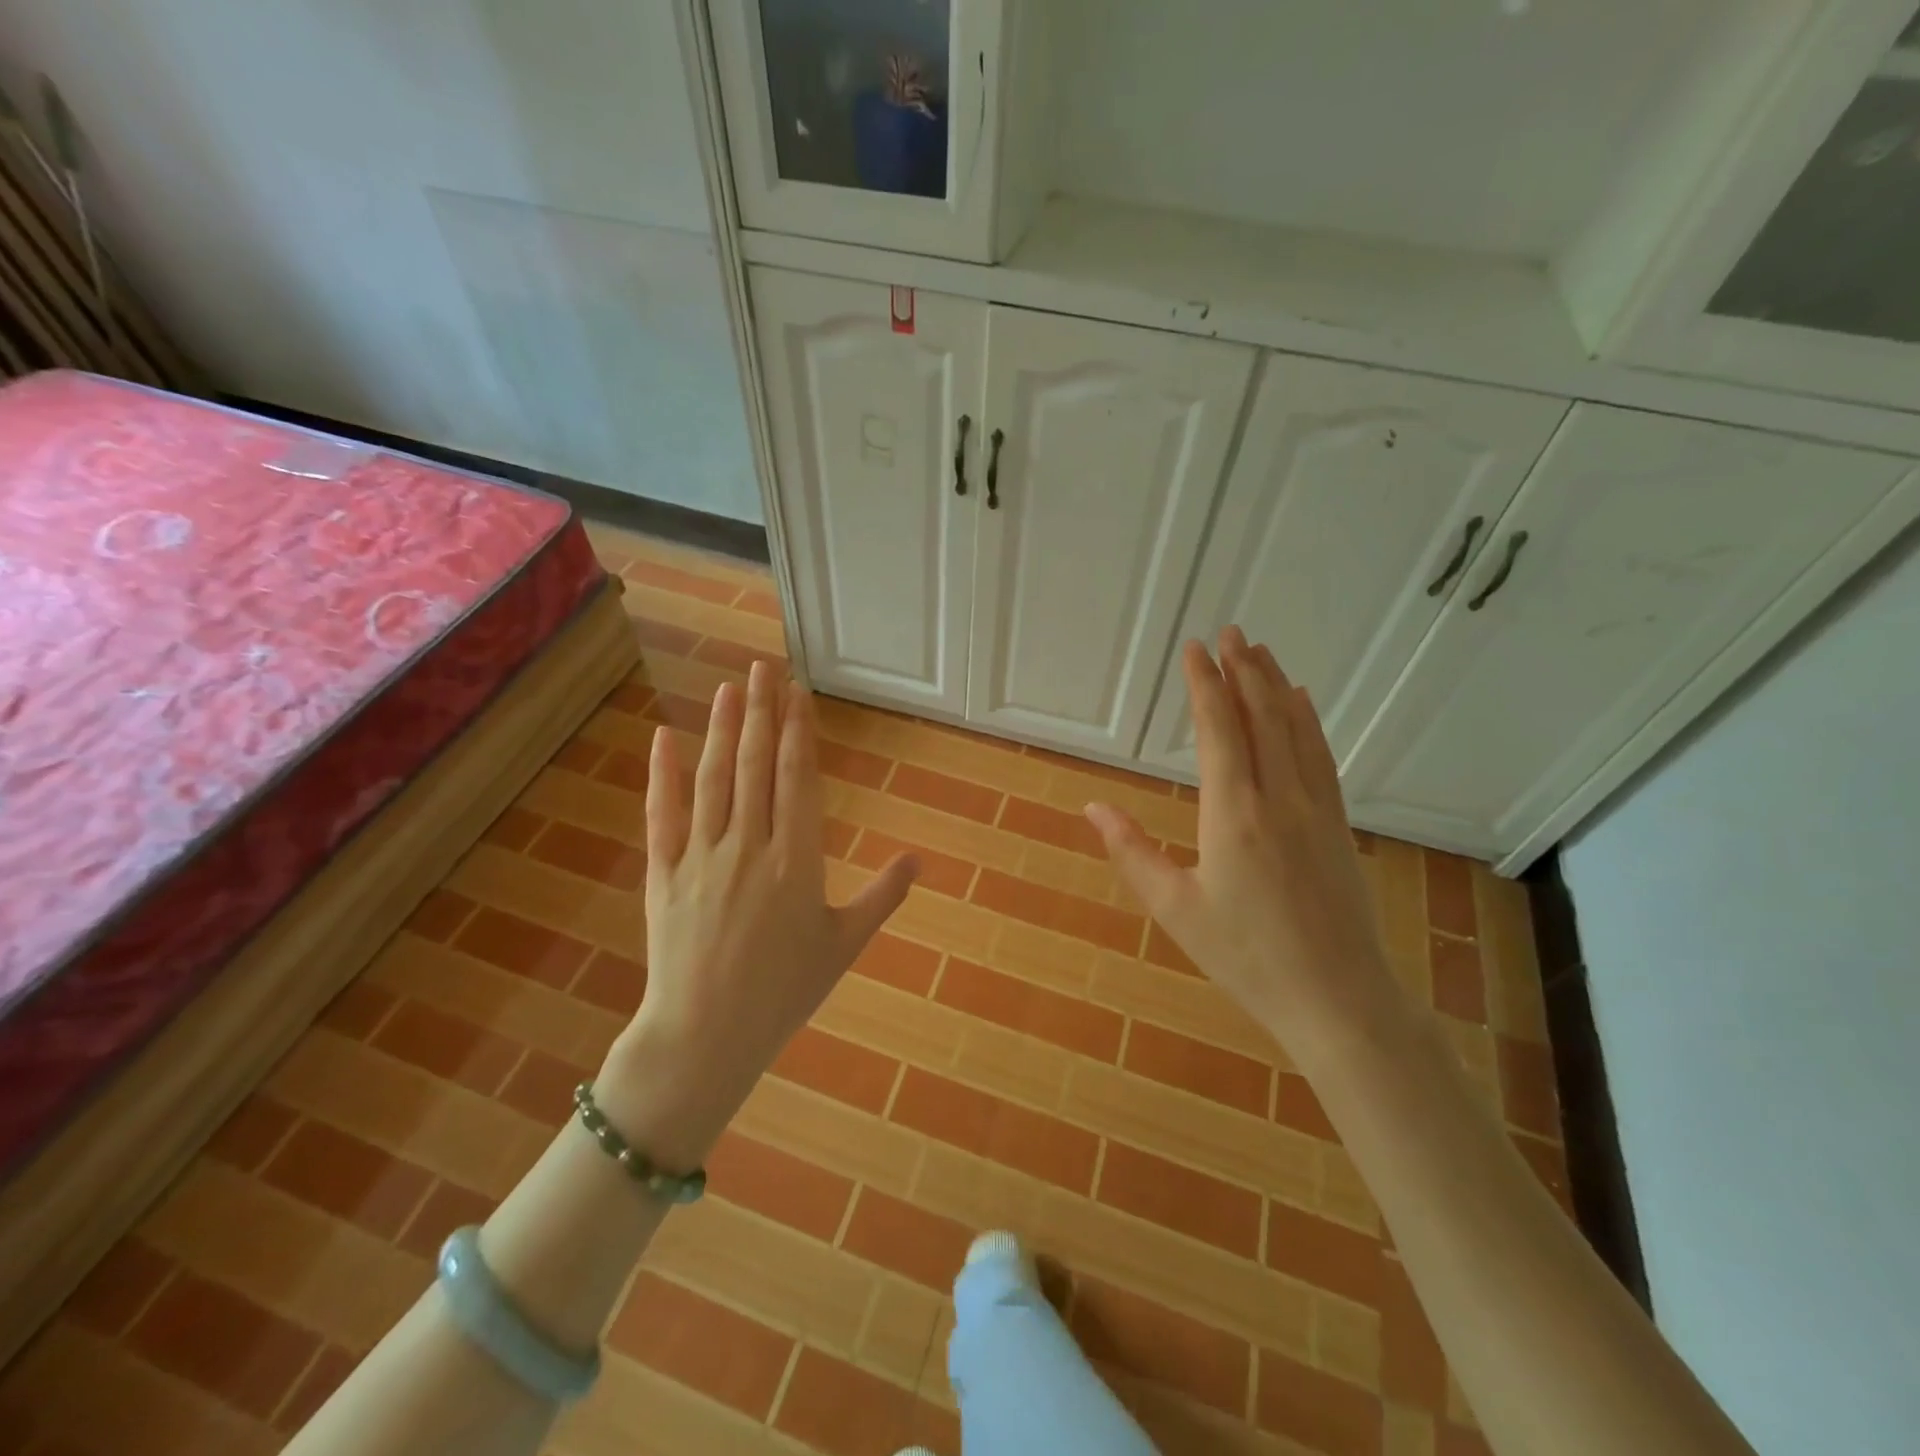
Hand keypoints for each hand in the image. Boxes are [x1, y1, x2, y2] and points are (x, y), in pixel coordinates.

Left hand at [594, 661, 917, 1167]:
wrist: (706, 1036)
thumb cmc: (784, 993)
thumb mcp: (842, 945)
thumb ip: (881, 897)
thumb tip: (918, 859)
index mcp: (796, 860)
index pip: (797, 779)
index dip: (798, 731)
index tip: (797, 693)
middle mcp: (750, 845)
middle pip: (755, 765)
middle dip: (763, 712)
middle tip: (764, 667)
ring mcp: (702, 856)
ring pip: (714, 779)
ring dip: (723, 729)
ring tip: (730, 687)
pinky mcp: (665, 873)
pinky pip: (662, 815)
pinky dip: (663, 774)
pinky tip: (666, 737)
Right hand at [1084, 628, 1395, 1049]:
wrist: (1339, 1000)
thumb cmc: (1247, 958)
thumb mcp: (1175, 910)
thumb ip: (1132, 853)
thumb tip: (1093, 809)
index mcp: (1233, 816)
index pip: (1218, 732)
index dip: (1205, 686)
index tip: (1194, 649)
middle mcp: (1279, 799)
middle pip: (1261, 718)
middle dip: (1242, 670)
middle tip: (1229, 631)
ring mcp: (1316, 810)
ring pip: (1295, 731)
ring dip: (1275, 686)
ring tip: (1261, 651)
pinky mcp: (1338, 826)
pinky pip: (1322, 757)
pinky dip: (1308, 721)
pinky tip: (1303, 703)